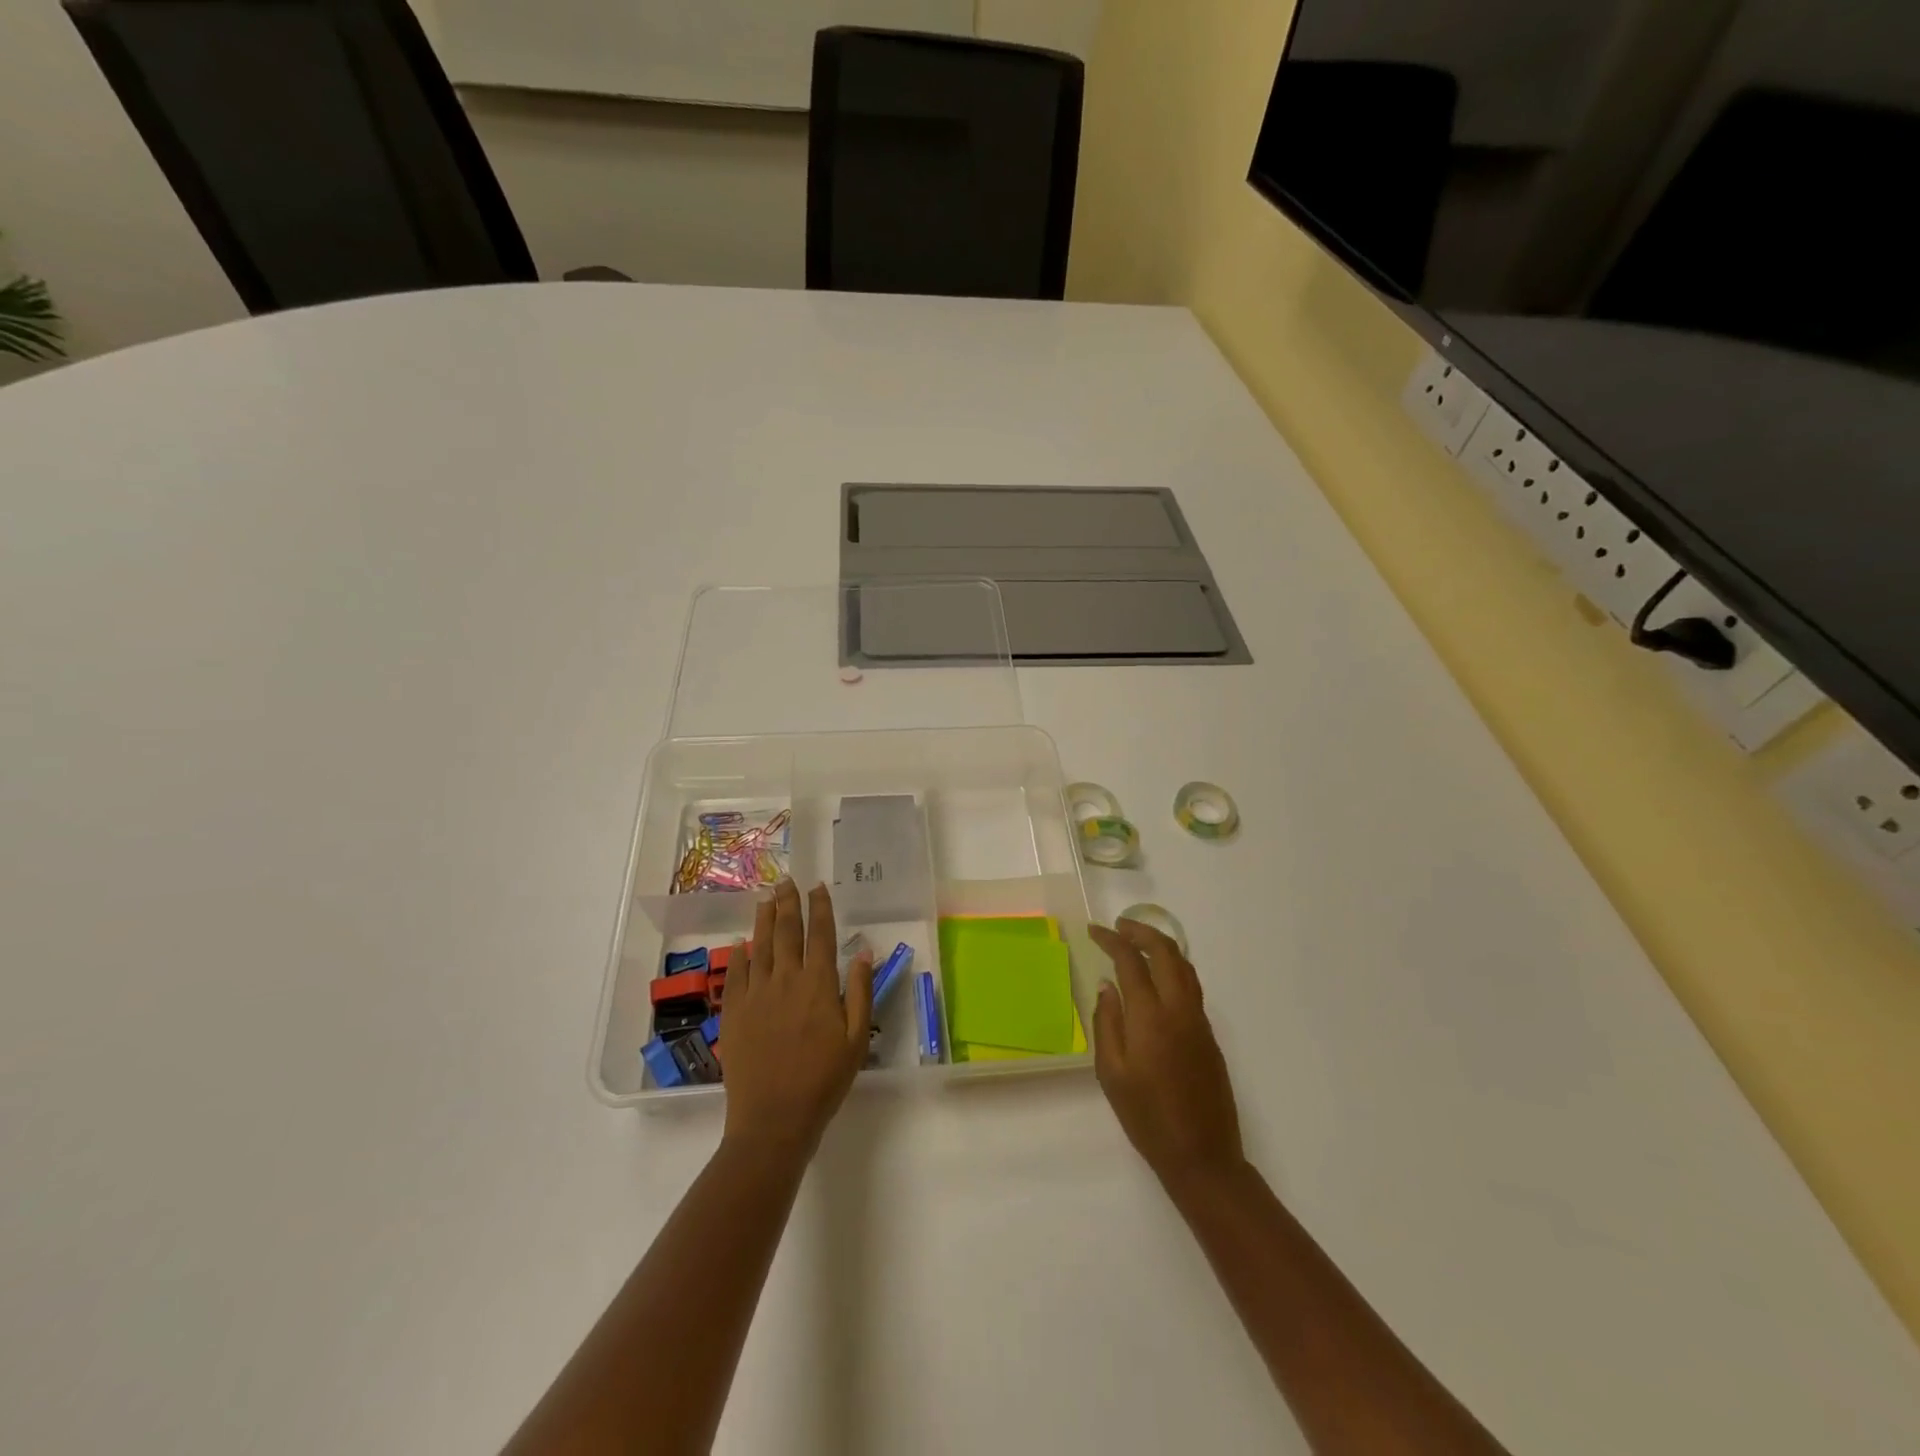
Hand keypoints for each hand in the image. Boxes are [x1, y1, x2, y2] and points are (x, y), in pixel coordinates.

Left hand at [720, 880, 873, 1162]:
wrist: (773, 1119)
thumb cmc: (823, 1080)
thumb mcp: (856, 1038)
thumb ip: (860, 991)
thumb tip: (862, 951)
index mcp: (818, 984)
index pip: (820, 935)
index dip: (820, 908)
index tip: (818, 887)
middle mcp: (785, 979)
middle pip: (787, 932)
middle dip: (788, 903)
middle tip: (786, 881)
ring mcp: (756, 994)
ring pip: (760, 945)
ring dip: (763, 919)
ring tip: (765, 898)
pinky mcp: (734, 1012)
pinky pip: (736, 973)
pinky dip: (739, 954)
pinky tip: (740, 942)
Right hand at [1089, 918, 1244, 1185]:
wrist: (1202, 1155)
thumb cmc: (1147, 1118)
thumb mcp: (1111, 1074)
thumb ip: (1107, 1023)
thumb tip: (1107, 986)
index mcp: (1150, 1017)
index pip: (1131, 962)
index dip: (1112, 940)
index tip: (1094, 930)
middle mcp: (1179, 1009)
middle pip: (1165, 952)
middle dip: (1141, 932)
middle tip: (1119, 926)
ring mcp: (1198, 1020)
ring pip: (1184, 966)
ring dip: (1161, 946)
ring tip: (1138, 942)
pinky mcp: (1209, 1035)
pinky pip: (1191, 985)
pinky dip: (1173, 967)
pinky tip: (1158, 977)